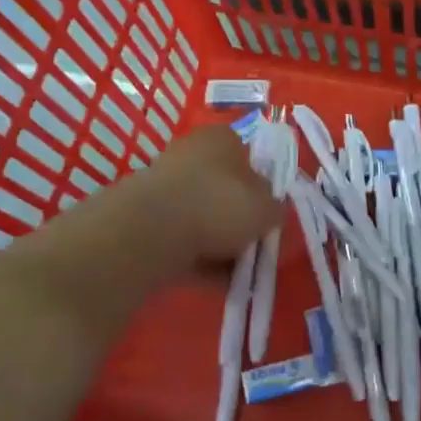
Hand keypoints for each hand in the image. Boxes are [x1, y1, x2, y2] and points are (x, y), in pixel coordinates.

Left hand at [127, 124, 282, 269]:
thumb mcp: (266, 208)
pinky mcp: (145, 217)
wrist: (153, 231)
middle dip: (238, 220)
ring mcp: (164, 185)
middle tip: (254, 247)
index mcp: (221, 138)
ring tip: (237, 273)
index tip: (267, 215)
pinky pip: (182, 238)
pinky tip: (214, 282)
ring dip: (220, 244)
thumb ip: (275, 208)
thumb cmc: (219, 204)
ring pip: (202, 216)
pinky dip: (198, 258)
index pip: (247, 156)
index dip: (261, 187)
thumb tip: (271, 210)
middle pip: (223, 189)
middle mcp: (190, 153)